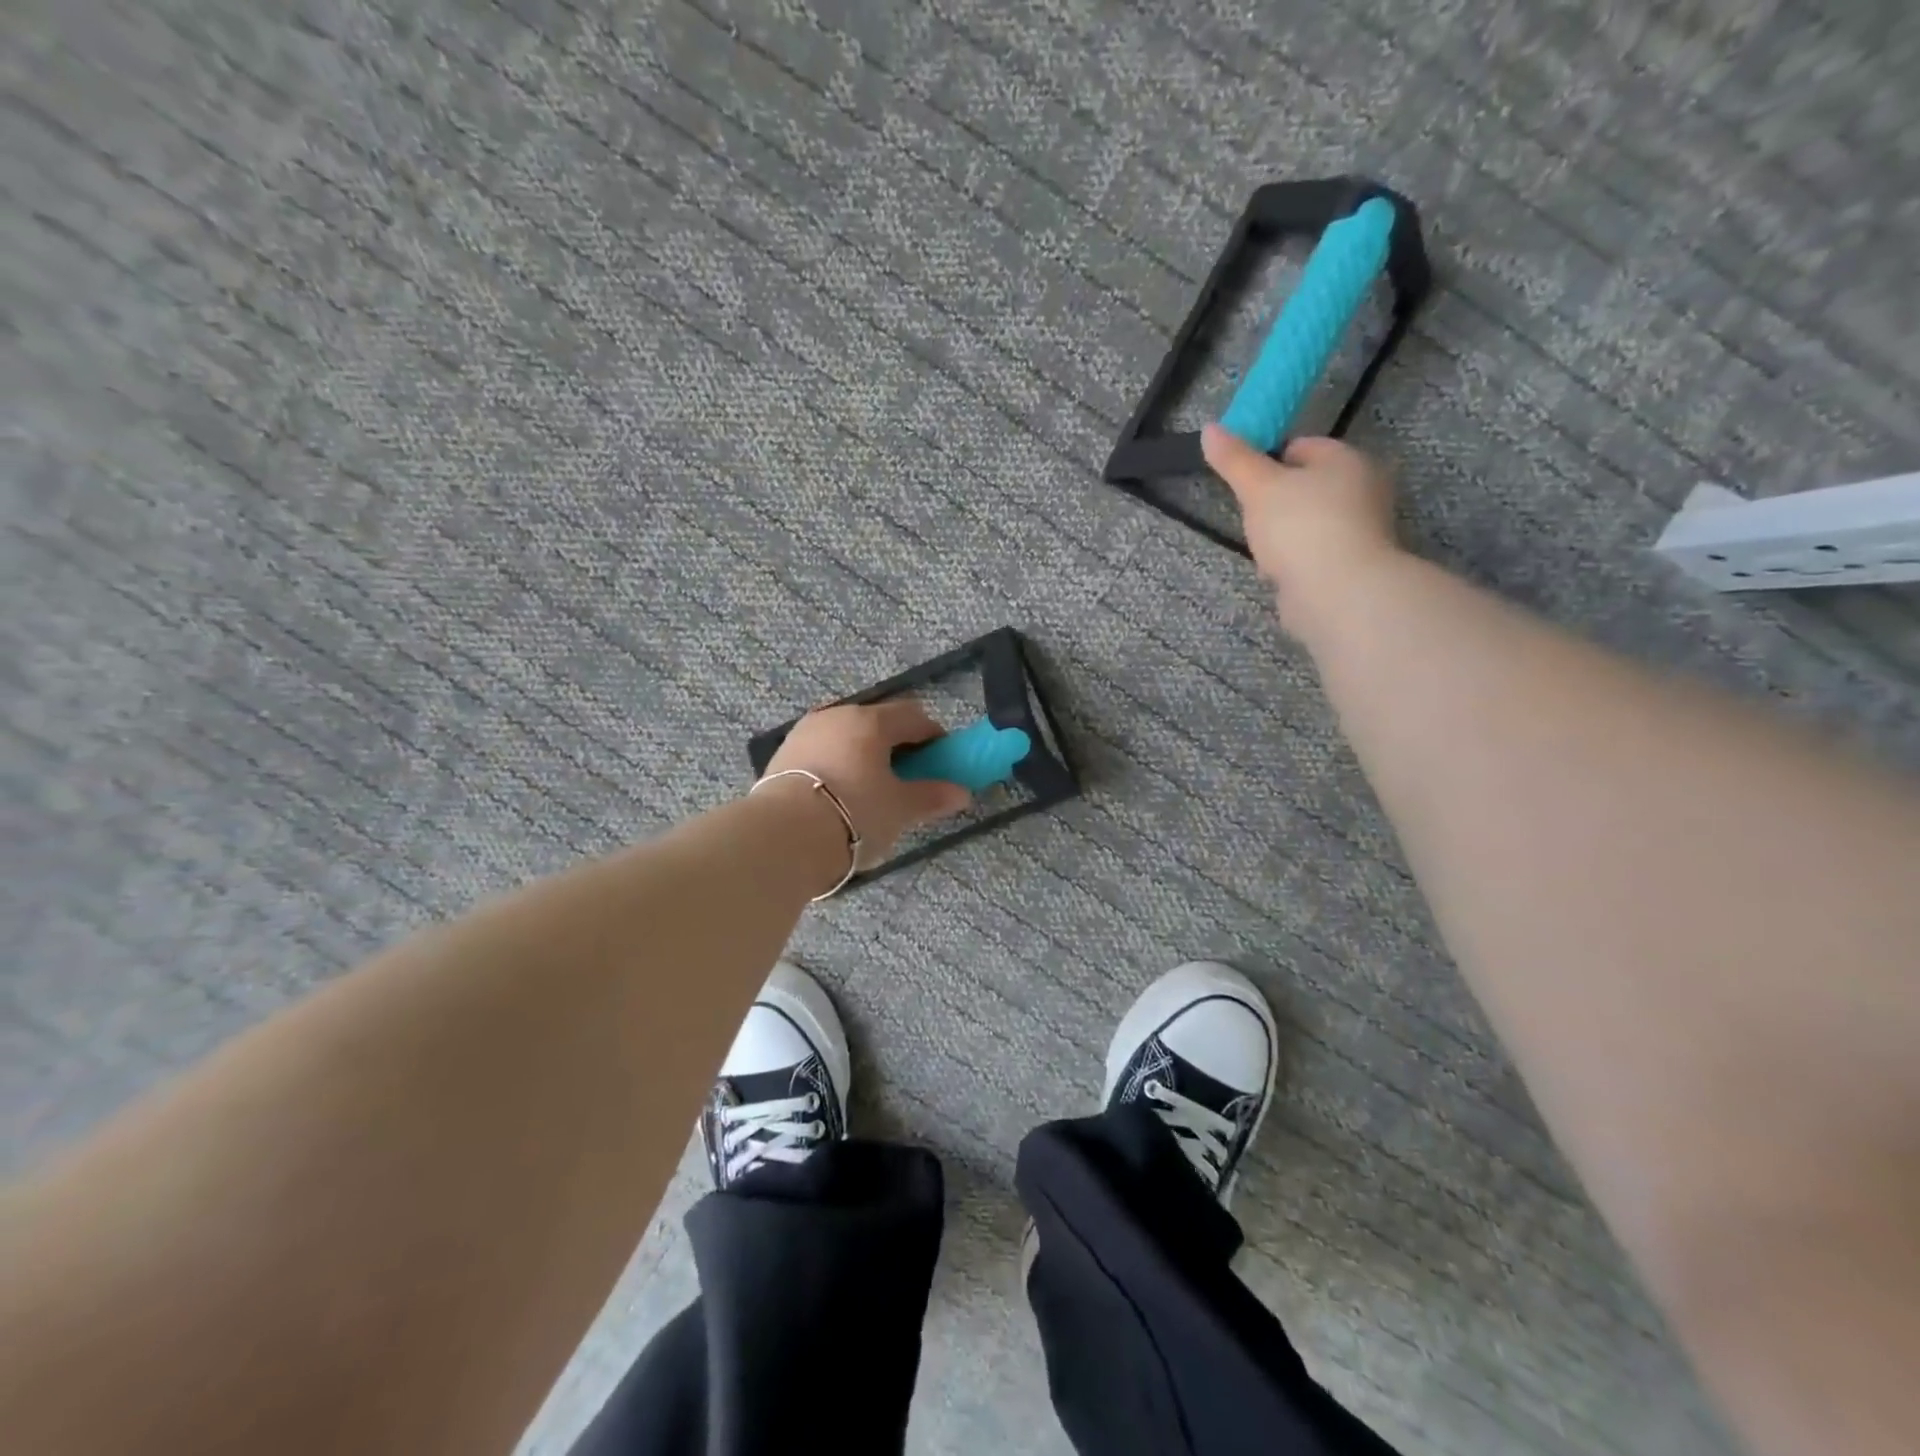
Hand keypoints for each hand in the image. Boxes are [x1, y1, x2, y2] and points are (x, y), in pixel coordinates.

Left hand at [764, 699, 971, 866]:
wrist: (782, 836)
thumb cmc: (854, 814)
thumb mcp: (899, 809)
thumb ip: (932, 796)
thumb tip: (962, 793)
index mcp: (871, 721)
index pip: (913, 716)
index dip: (932, 736)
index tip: (940, 762)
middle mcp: (837, 715)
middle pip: (877, 721)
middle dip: (895, 744)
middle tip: (905, 777)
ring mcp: (806, 731)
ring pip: (846, 734)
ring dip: (863, 752)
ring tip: (869, 787)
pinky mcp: (783, 752)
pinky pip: (822, 749)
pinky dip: (837, 762)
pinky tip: (838, 792)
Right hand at [1202, 424, 1402, 636]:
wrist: (1337, 593)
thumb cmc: (1300, 527)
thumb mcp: (1258, 487)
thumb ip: (1234, 459)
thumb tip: (1210, 428)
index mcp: (1347, 460)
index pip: (1302, 446)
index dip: (1268, 459)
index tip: (1244, 482)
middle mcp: (1363, 489)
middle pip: (1306, 486)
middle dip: (1274, 501)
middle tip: (1250, 516)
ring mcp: (1360, 530)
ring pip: (1308, 522)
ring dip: (1282, 534)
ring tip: (1263, 550)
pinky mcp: (1352, 565)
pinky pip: (1313, 553)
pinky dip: (1294, 560)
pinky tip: (1278, 572)